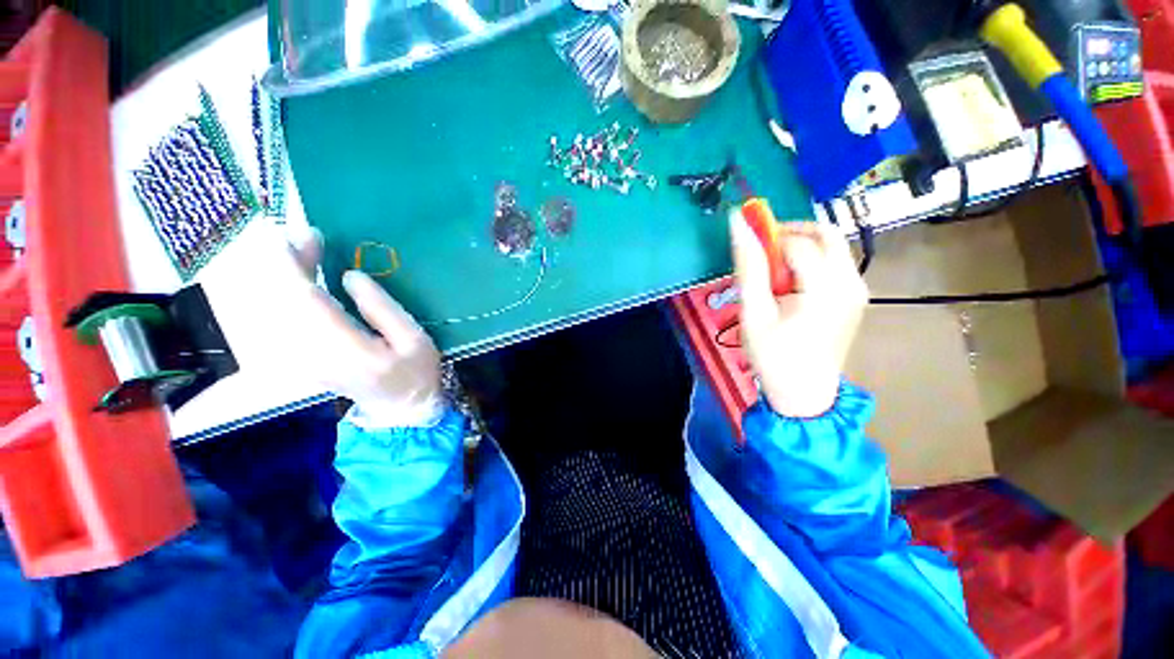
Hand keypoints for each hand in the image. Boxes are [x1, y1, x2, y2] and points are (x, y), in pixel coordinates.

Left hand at [270, 229, 443, 427]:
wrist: (400, 409)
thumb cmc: (415, 372)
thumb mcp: (414, 339)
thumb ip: (383, 308)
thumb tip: (349, 276)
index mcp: (346, 349)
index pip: (306, 302)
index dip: (296, 266)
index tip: (297, 235)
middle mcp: (312, 354)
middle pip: (285, 302)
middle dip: (289, 265)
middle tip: (304, 236)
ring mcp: (302, 358)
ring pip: (279, 309)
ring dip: (288, 277)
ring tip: (305, 251)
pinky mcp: (301, 357)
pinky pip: (285, 318)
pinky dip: (290, 294)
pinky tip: (304, 279)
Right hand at [729, 210, 867, 417]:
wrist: (804, 393)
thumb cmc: (773, 356)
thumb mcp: (754, 313)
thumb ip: (749, 267)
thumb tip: (738, 224)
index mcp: (827, 288)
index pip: (798, 243)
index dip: (769, 242)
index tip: (748, 257)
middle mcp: (851, 281)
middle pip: (826, 233)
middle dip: (790, 234)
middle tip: (763, 253)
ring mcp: (858, 289)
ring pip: (832, 245)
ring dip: (800, 247)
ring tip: (775, 275)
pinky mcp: (856, 296)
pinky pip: (835, 262)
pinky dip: (810, 261)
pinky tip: (792, 286)